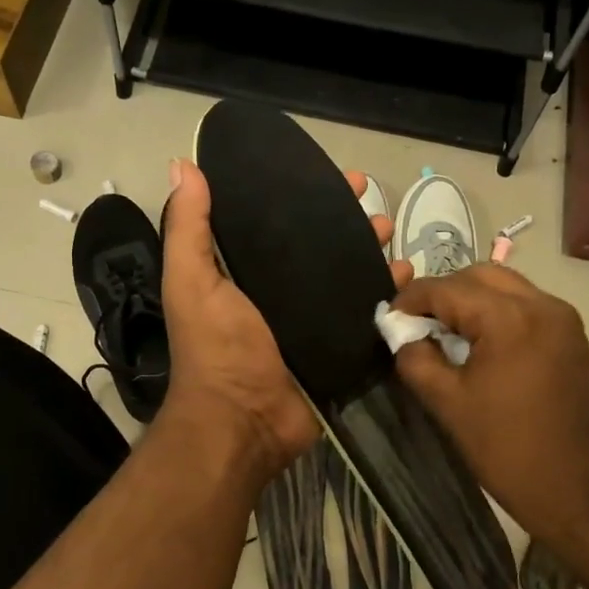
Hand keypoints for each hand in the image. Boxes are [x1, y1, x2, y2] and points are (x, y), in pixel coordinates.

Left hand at [158, 159, 409, 486]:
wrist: (243, 421)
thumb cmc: (216, 347)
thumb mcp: (192, 281)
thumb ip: (189, 228)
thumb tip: (183, 166)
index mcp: (242, 272)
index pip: (276, 222)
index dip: (302, 196)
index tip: (332, 175)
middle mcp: (277, 291)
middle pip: (319, 246)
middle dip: (346, 223)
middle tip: (374, 206)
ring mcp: (310, 320)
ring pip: (347, 275)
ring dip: (370, 252)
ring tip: (394, 234)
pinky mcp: (336, 345)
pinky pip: (365, 312)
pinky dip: (386, 293)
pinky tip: (406, 275)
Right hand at [389, 265, 588, 549]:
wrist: (584, 492)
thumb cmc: (509, 450)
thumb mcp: (449, 405)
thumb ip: (416, 360)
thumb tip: (404, 336)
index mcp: (508, 318)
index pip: (446, 288)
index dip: (410, 299)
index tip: (388, 318)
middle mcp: (541, 304)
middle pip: (479, 276)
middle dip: (443, 293)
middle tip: (418, 325)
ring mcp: (562, 319)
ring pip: (505, 287)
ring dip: (472, 300)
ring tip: (446, 335)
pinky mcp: (572, 338)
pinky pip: (526, 306)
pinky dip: (497, 313)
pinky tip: (480, 345)